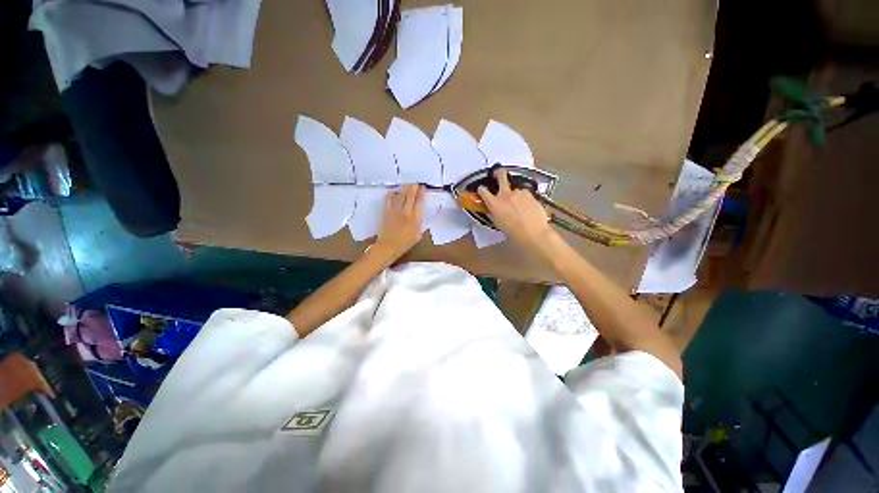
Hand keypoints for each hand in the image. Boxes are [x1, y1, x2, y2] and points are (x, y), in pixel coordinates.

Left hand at [374, 184, 424, 258]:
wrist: (388, 246)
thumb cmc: (405, 243)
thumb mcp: (418, 235)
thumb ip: (419, 224)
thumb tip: (419, 216)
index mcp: (415, 218)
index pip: (419, 202)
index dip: (421, 194)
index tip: (423, 187)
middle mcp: (405, 212)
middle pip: (410, 196)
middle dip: (413, 187)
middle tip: (415, 182)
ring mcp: (395, 211)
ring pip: (400, 196)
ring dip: (404, 189)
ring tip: (407, 184)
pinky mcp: (386, 212)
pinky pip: (388, 200)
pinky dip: (391, 194)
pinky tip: (393, 191)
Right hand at [477, 169, 553, 251]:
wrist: (532, 232)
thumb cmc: (512, 231)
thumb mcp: (497, 222)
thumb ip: (493, 212)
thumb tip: (491, 208)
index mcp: (494, 203)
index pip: (483, 191)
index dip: (482, 189)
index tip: (482, 190)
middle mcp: (505, 194)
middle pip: (501, 175)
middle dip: (498, 173)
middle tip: (497, 174)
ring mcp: (518, 192)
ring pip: (515, 188)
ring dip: (515, 193)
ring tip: (519, 204)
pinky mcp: (529, 194)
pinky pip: (524, 193)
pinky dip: (524, 198)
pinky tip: (527, 206)